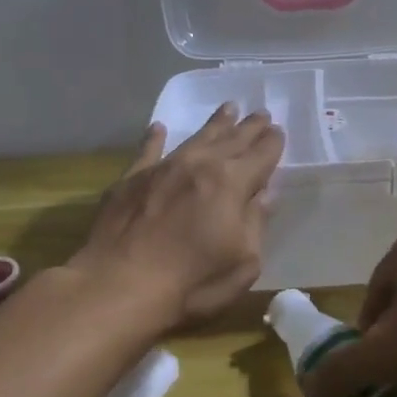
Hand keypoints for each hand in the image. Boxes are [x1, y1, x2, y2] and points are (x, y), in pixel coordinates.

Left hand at [69, 105, 283, 325]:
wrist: (118, 287)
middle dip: (249, 127)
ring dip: (215, 124)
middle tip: (261, 113)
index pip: (261, 155)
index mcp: (231, 183)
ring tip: (228, 108)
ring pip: (196, 138)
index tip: (279, 131)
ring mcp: (162, 168)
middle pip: (232, 140)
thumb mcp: (243, 263)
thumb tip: (263, 195)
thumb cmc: (192, 283)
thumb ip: (255, 224)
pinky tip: (158, 127)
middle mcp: (199, 165)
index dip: (272, 143)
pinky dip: (154, 138)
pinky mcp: (130, 180)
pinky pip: (147, 151)